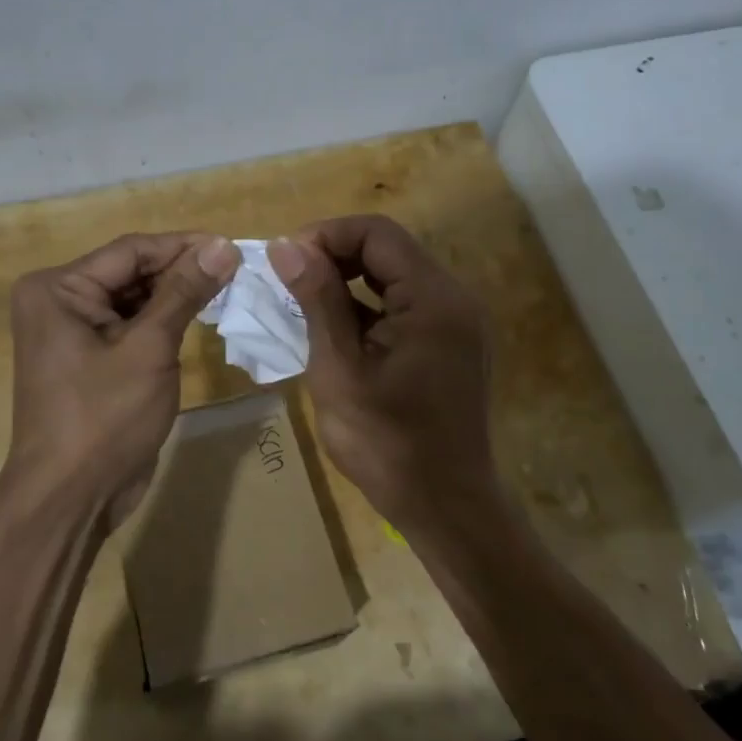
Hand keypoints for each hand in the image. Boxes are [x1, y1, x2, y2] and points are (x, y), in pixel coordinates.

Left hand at [4, 233, 239, 523]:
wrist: (70, 499)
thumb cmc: (104, 418)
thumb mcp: (149, 349)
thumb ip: (185, 292)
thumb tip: (223, 246)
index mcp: (58, 288)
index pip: (131, 251)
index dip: (184, 246)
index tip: (233, 246)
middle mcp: (58, 301)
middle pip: (131, 272)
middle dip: (181, 271)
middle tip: (237, 270)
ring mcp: (71, 331)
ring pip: (133, 298)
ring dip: (176, 295)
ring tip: (228, 288)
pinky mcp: (89, 357)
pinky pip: (130, 325)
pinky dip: (163, 321)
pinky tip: (200, 316)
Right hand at [269, 216, 496, 526]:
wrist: (444, 507)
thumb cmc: (386, 443)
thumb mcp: (339, 368)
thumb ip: (317, 300)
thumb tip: (287, 245)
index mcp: (434, 299)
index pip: (377, 233)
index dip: (326, 234)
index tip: (286, 261)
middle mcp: (454, 298)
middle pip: (388, 250)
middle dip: (334, 256)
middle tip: (289, 282)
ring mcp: (455, 322)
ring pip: (393, 276)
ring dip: (347, 281)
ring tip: (302, 304)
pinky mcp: (449, 343)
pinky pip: (403, 305)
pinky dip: (366, 307)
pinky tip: (334, 330)